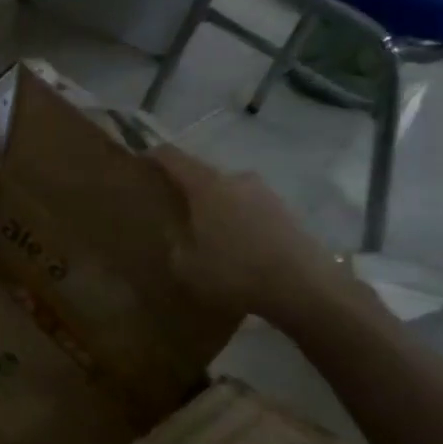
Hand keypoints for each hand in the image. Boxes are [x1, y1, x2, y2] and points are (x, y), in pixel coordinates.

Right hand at [147, 145, 362, 331]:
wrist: (303, 287)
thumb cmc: (234, 272)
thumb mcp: (185, 265)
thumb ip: (175, 243)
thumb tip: (177, 233)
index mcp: (207, 185)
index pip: (173, 157)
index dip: (153, 157)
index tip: (139, 163)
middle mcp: (236, 179)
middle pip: (203, 175)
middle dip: (186, 189)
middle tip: (171, 209)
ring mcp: (265, 193)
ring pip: (228, 193)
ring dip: (214, 206)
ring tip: (204, 232)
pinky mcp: (286, 211)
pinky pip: (249, 209)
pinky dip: (237, 220)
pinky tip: (234, 246)